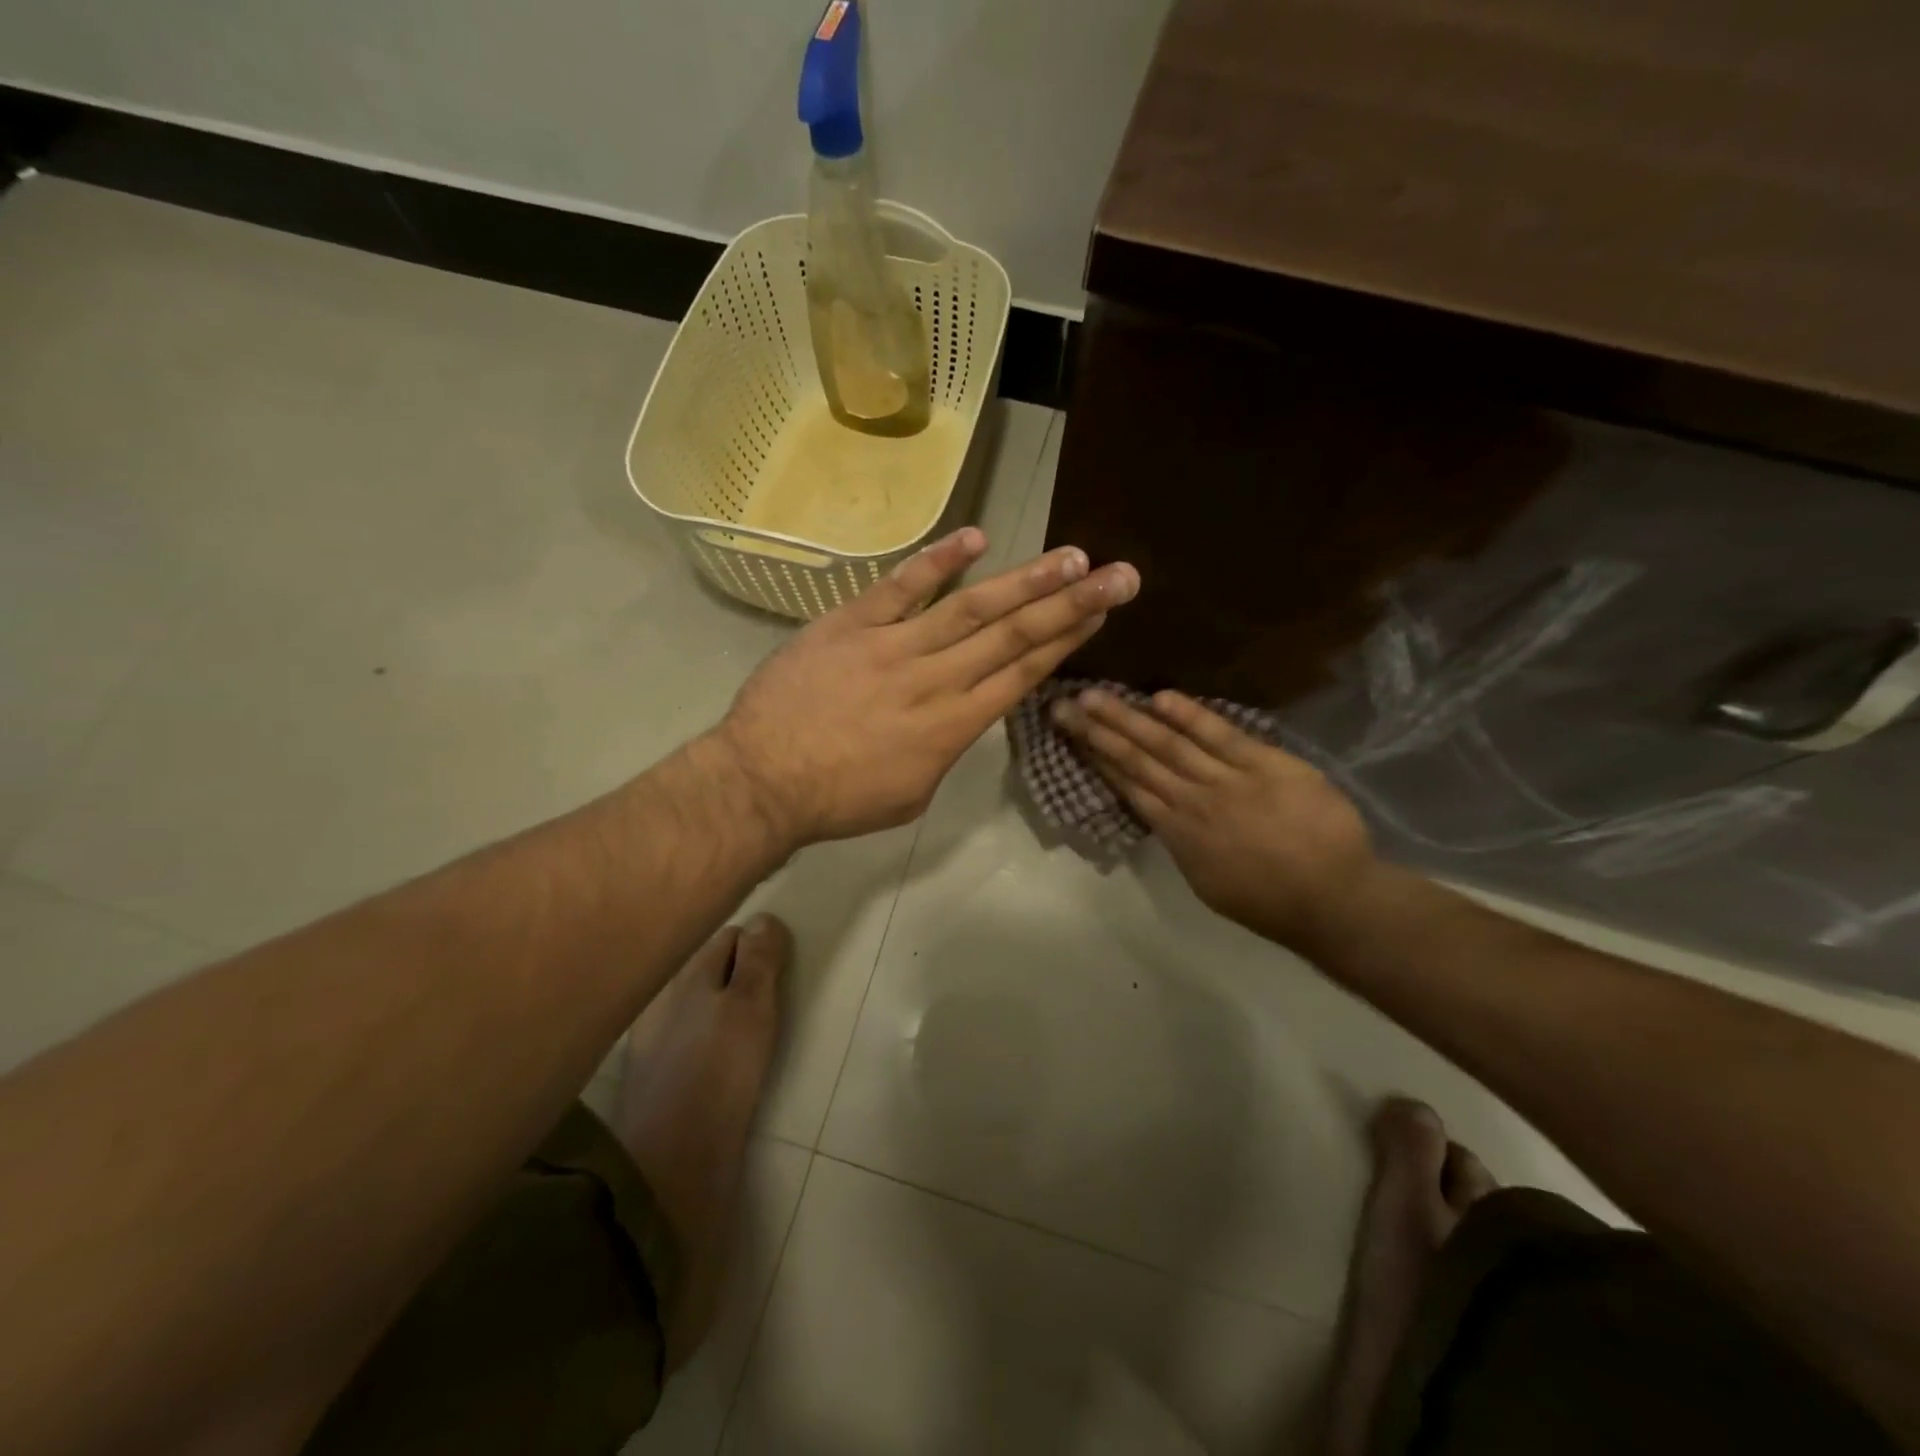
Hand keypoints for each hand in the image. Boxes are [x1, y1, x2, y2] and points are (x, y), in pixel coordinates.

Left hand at [714, 529, 1139, 846]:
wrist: (762, 781)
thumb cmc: (839, 800)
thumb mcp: (911, 793)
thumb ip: (945, 749)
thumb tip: (961, 716)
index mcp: (953, 727)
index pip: (1022, 674)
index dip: (1067, 640)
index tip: (1101, 612)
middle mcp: (936, 680)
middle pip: (1012, 636)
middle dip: (1070, 604)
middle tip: (1118, 574)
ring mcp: (893, 646)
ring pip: (970, 608)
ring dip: (1023, 580)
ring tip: (1069, 556)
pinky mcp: (851, 624)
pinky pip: (901, 587)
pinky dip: (937, 561)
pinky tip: (975, 537)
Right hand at [1053, 688, 1375, 948]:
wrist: (1333, 898)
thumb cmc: (1270, 901)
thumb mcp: (1208, 881)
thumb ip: (1183, 843)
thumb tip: (1162, 814)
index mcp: (1177, 833)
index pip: (1128, 786)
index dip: (1097, 758)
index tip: (1072, 735)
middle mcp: (1191, 801)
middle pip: (1136, 759)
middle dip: (1097, 731)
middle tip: (1063, 705)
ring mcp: (1226, 780)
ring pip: (1167, 744)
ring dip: (1128, 718)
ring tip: (1095, 696)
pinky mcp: (1264, 765)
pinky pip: (1221, 736)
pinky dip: (1191, 716)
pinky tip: (1160, 698)